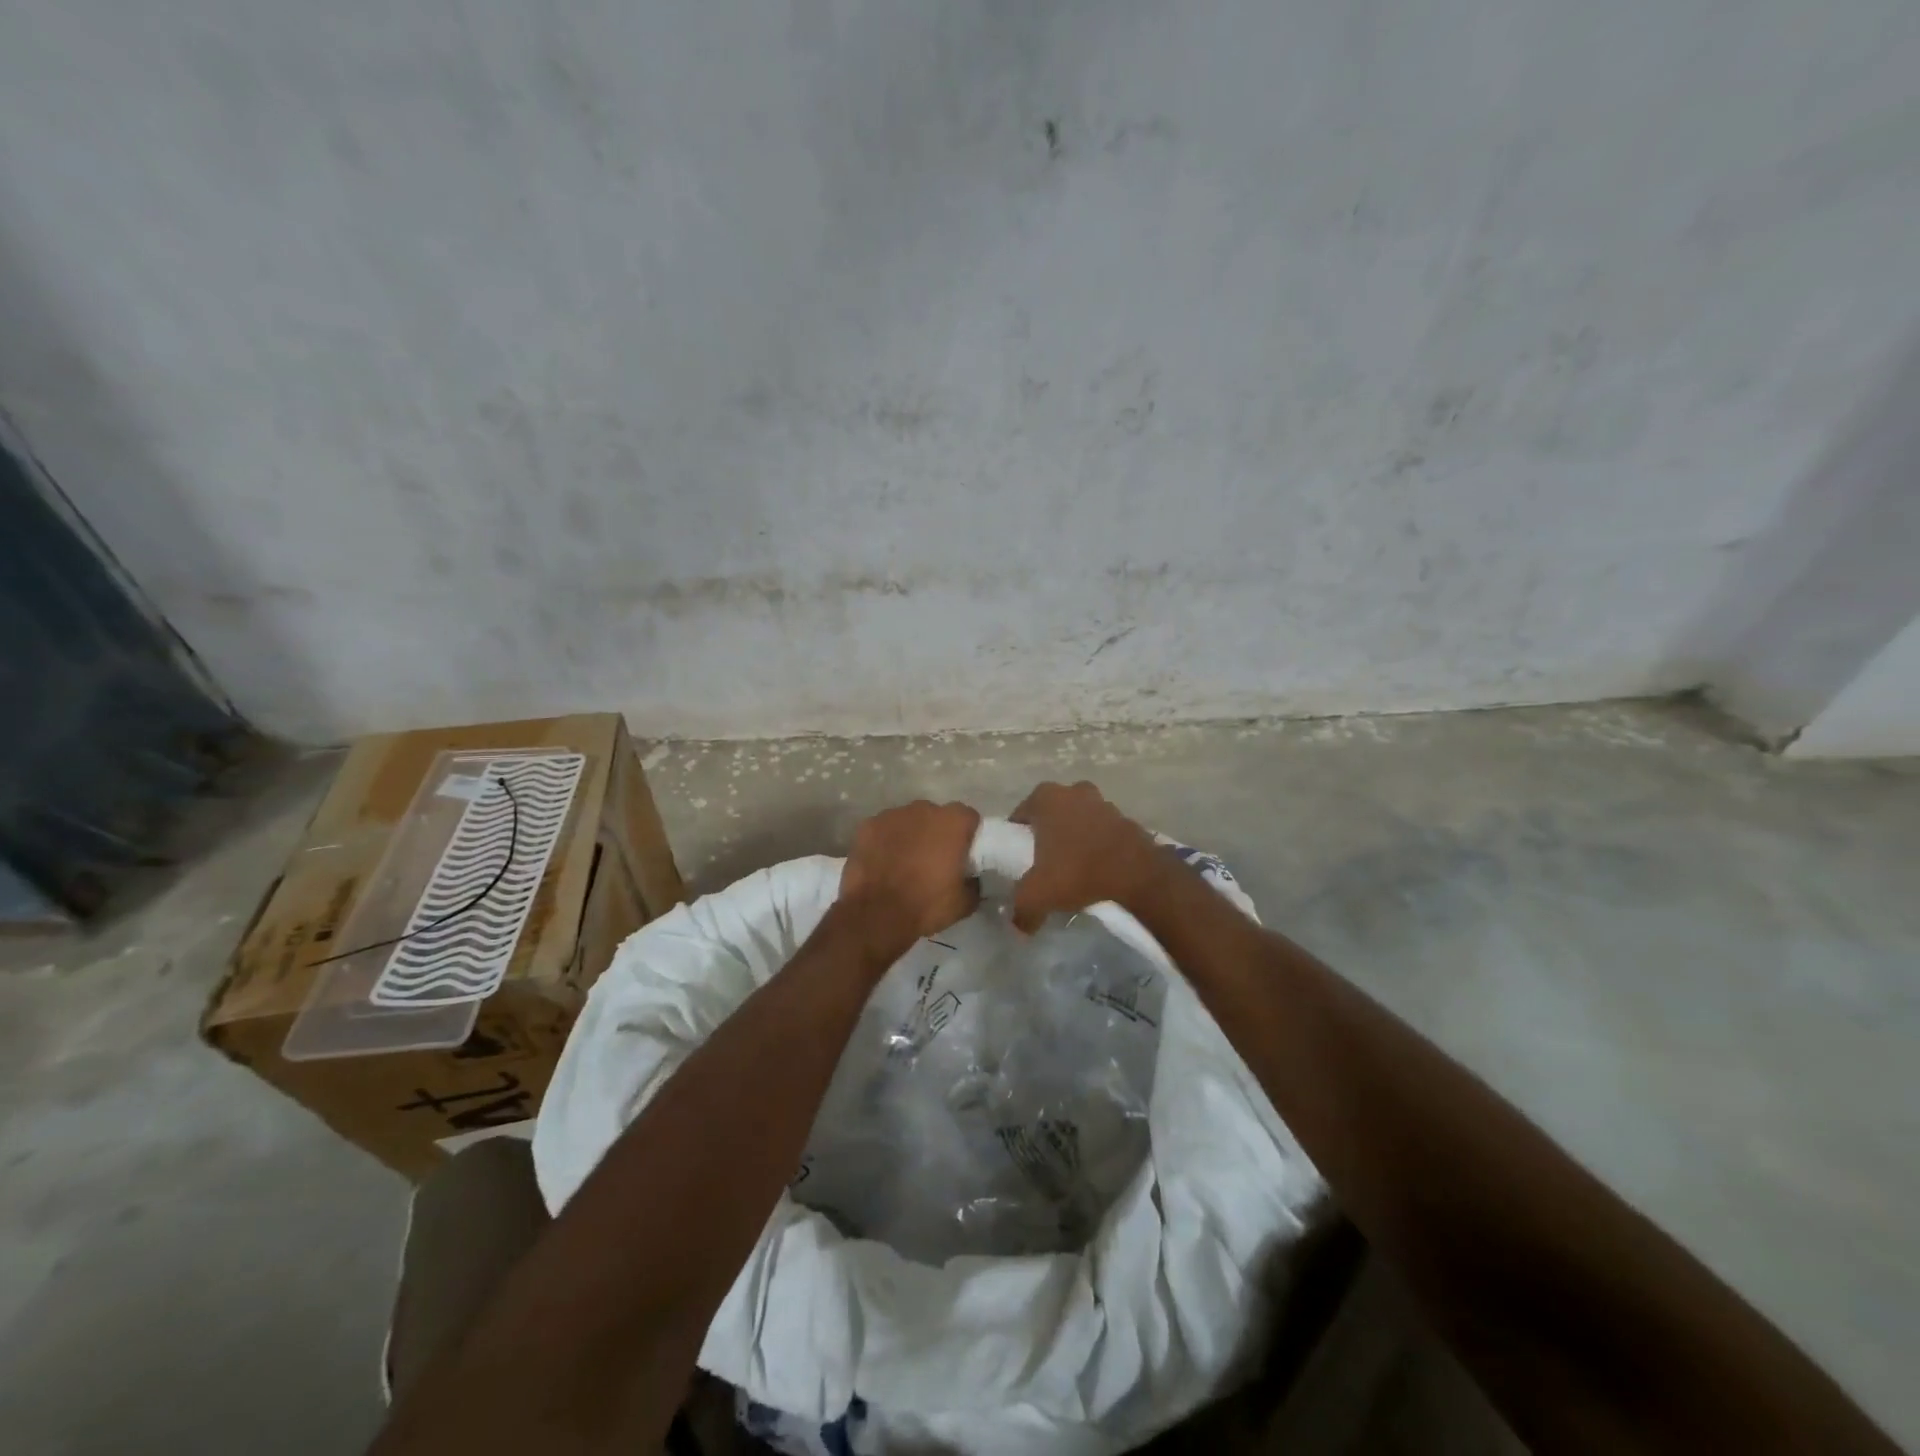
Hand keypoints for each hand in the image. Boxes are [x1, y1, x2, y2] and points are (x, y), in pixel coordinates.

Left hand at [839, 800, 981, 954]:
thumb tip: (972, 879)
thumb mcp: (964, 903)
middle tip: (933, 859)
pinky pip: (883, 829)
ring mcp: (892, 815)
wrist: (876, 915)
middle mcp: (924, 809)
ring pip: (908, 820)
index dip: (967, 835)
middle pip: (936, 816)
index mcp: (952, 822)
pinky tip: (882, 862)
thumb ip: (973, 883)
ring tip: (904, 862)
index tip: (962, 854)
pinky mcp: (868, 825)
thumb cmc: (926, 904)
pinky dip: (885, 841)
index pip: (968, 817)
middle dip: (936, 832)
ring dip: (910, 835)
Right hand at [1009, 781, 1168, 931]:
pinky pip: (1104, 832)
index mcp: (1046, 798)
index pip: (1021, 816)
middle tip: (1046, 863)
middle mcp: (1074, 791)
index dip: (1017, 839)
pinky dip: (1099, 845)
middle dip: (1048, 835)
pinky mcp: (1127, 819)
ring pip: (1080, 820)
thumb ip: (1021, 910)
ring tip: (1074, 868)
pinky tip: (1099, 868)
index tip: (1020, 861)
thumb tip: (1017, 927)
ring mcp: (1103, 802)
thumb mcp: (1037, 896)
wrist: (1138, 876)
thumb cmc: (1078, 872)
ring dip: (1076, 838)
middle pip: (1052, 815)